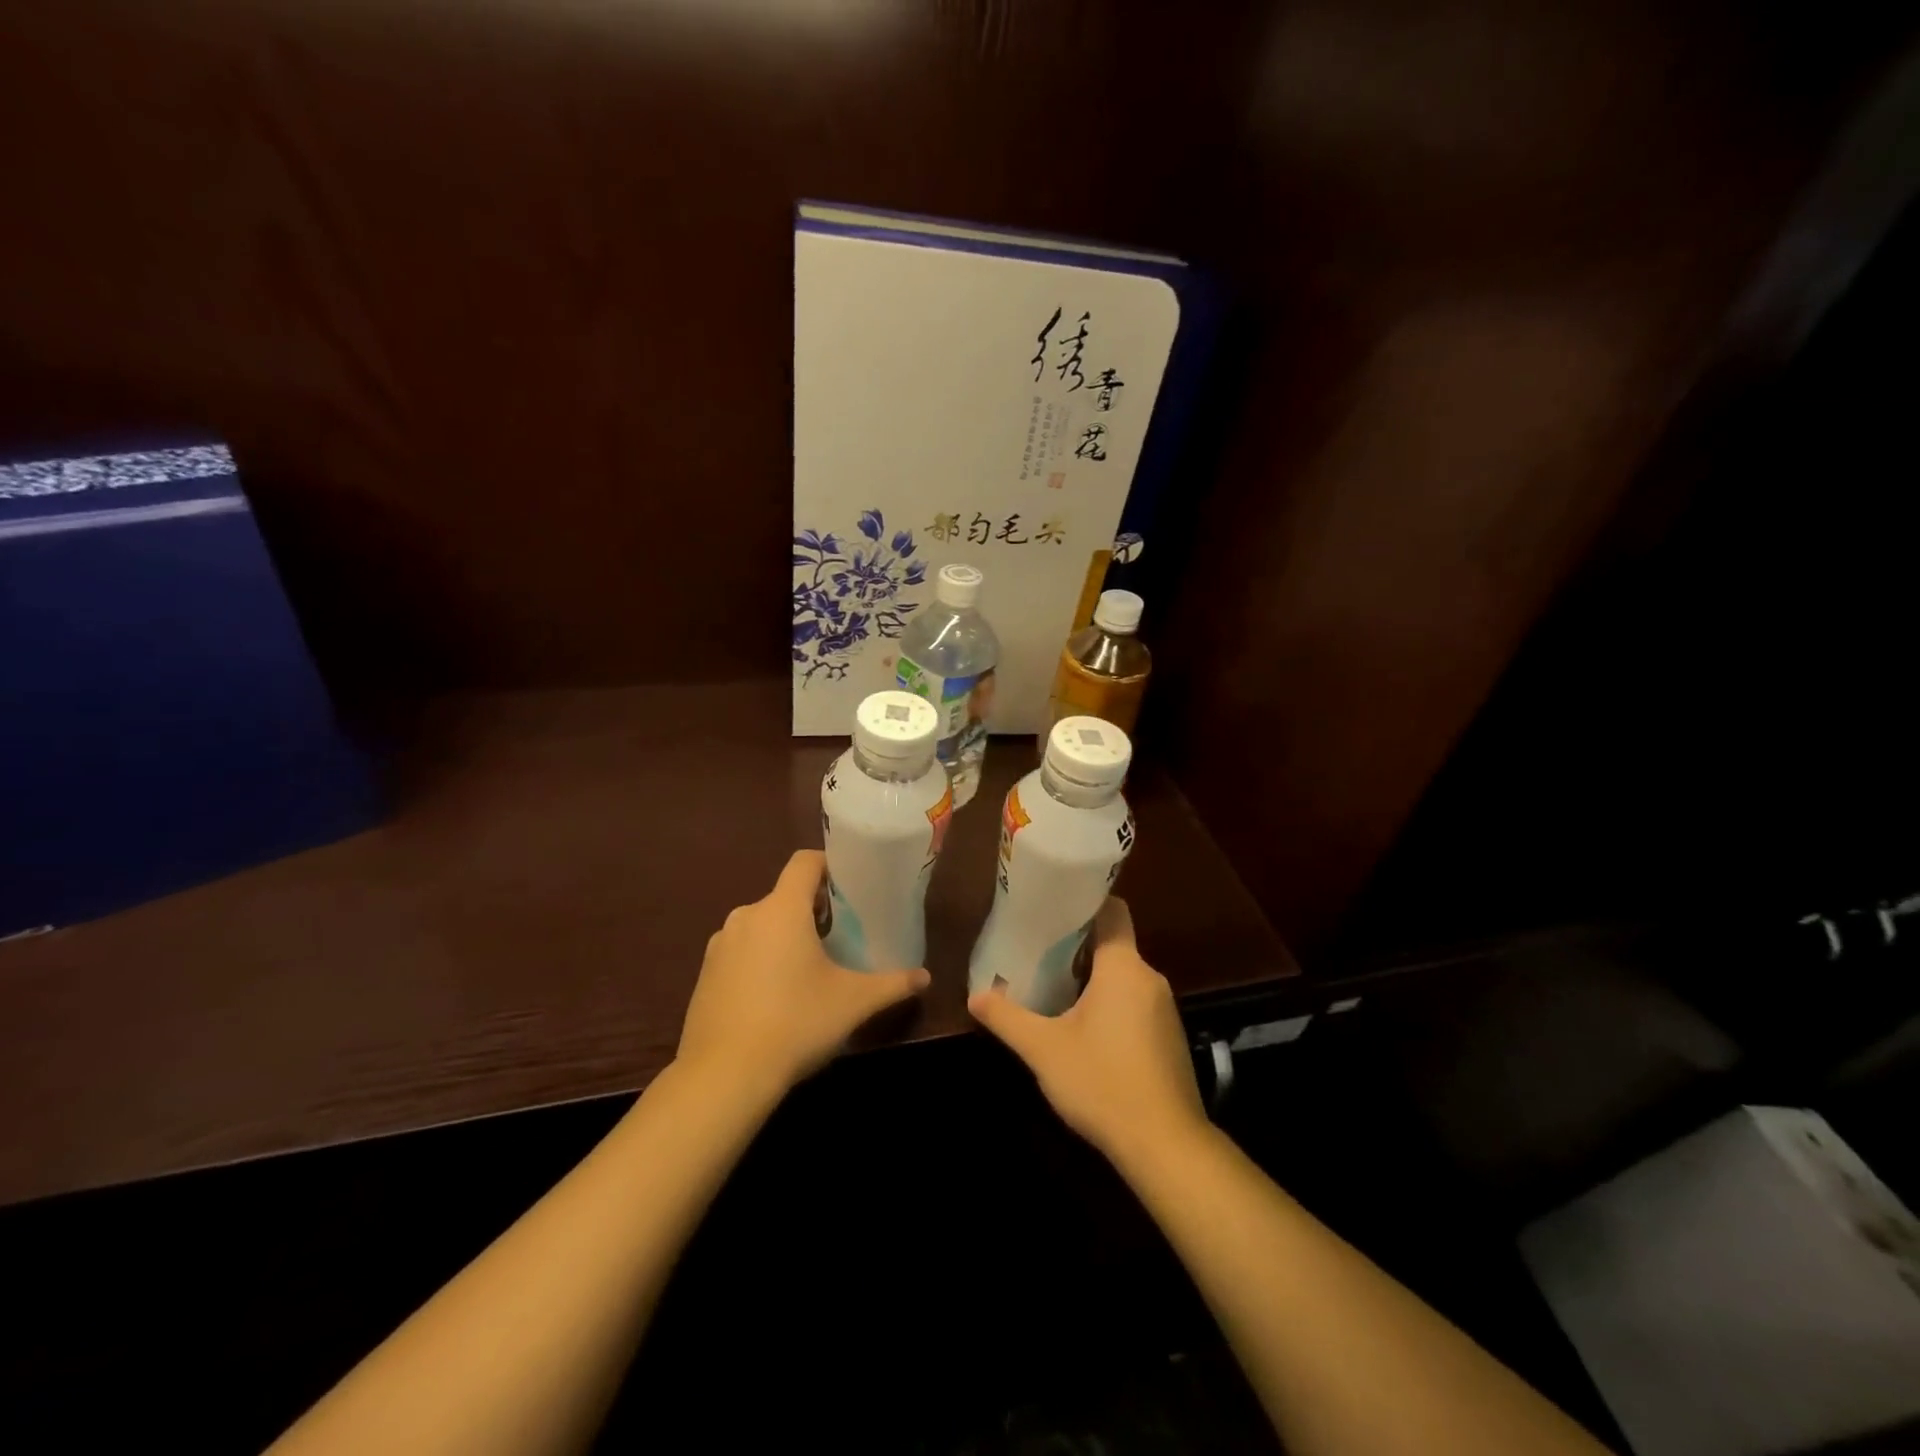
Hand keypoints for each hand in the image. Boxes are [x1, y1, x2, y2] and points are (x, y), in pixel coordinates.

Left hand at [676, 850, 929, 1096]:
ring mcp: (720, 945)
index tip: (850, 887)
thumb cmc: (795, 1024)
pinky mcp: (705, 973)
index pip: (804, 861)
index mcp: (782, 909)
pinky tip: (775, 995)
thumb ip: (892, 984)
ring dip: (785, 935)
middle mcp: (747, 916)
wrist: (723, 1076)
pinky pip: (741, 950)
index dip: (829, 865)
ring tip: (809, 967)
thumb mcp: (853, 1003)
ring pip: (762, 924)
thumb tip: (925, 977)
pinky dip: (760, 959)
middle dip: (812, 908)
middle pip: (785, 895)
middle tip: (840, 935)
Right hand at [968, 897, 1207, 1165]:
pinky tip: (1084, 1028)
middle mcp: (1150, 979)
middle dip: (1077, 946)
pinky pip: (1136, 1003)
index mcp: (1124, 968)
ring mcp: (1164, 1010)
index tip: (1052, 905)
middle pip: (1114, 945)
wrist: (1165, 1145)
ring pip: (1124, 977)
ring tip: (1053, 985)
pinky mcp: (1168, 1038)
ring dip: (1093, 978)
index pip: (1113, 911)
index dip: (1085, 902)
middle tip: (1037, 949)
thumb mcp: (1044, 1050)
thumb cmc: (1102, 1083)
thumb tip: (973, 995)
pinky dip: (1110, 1004)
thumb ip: (1007, 1018)